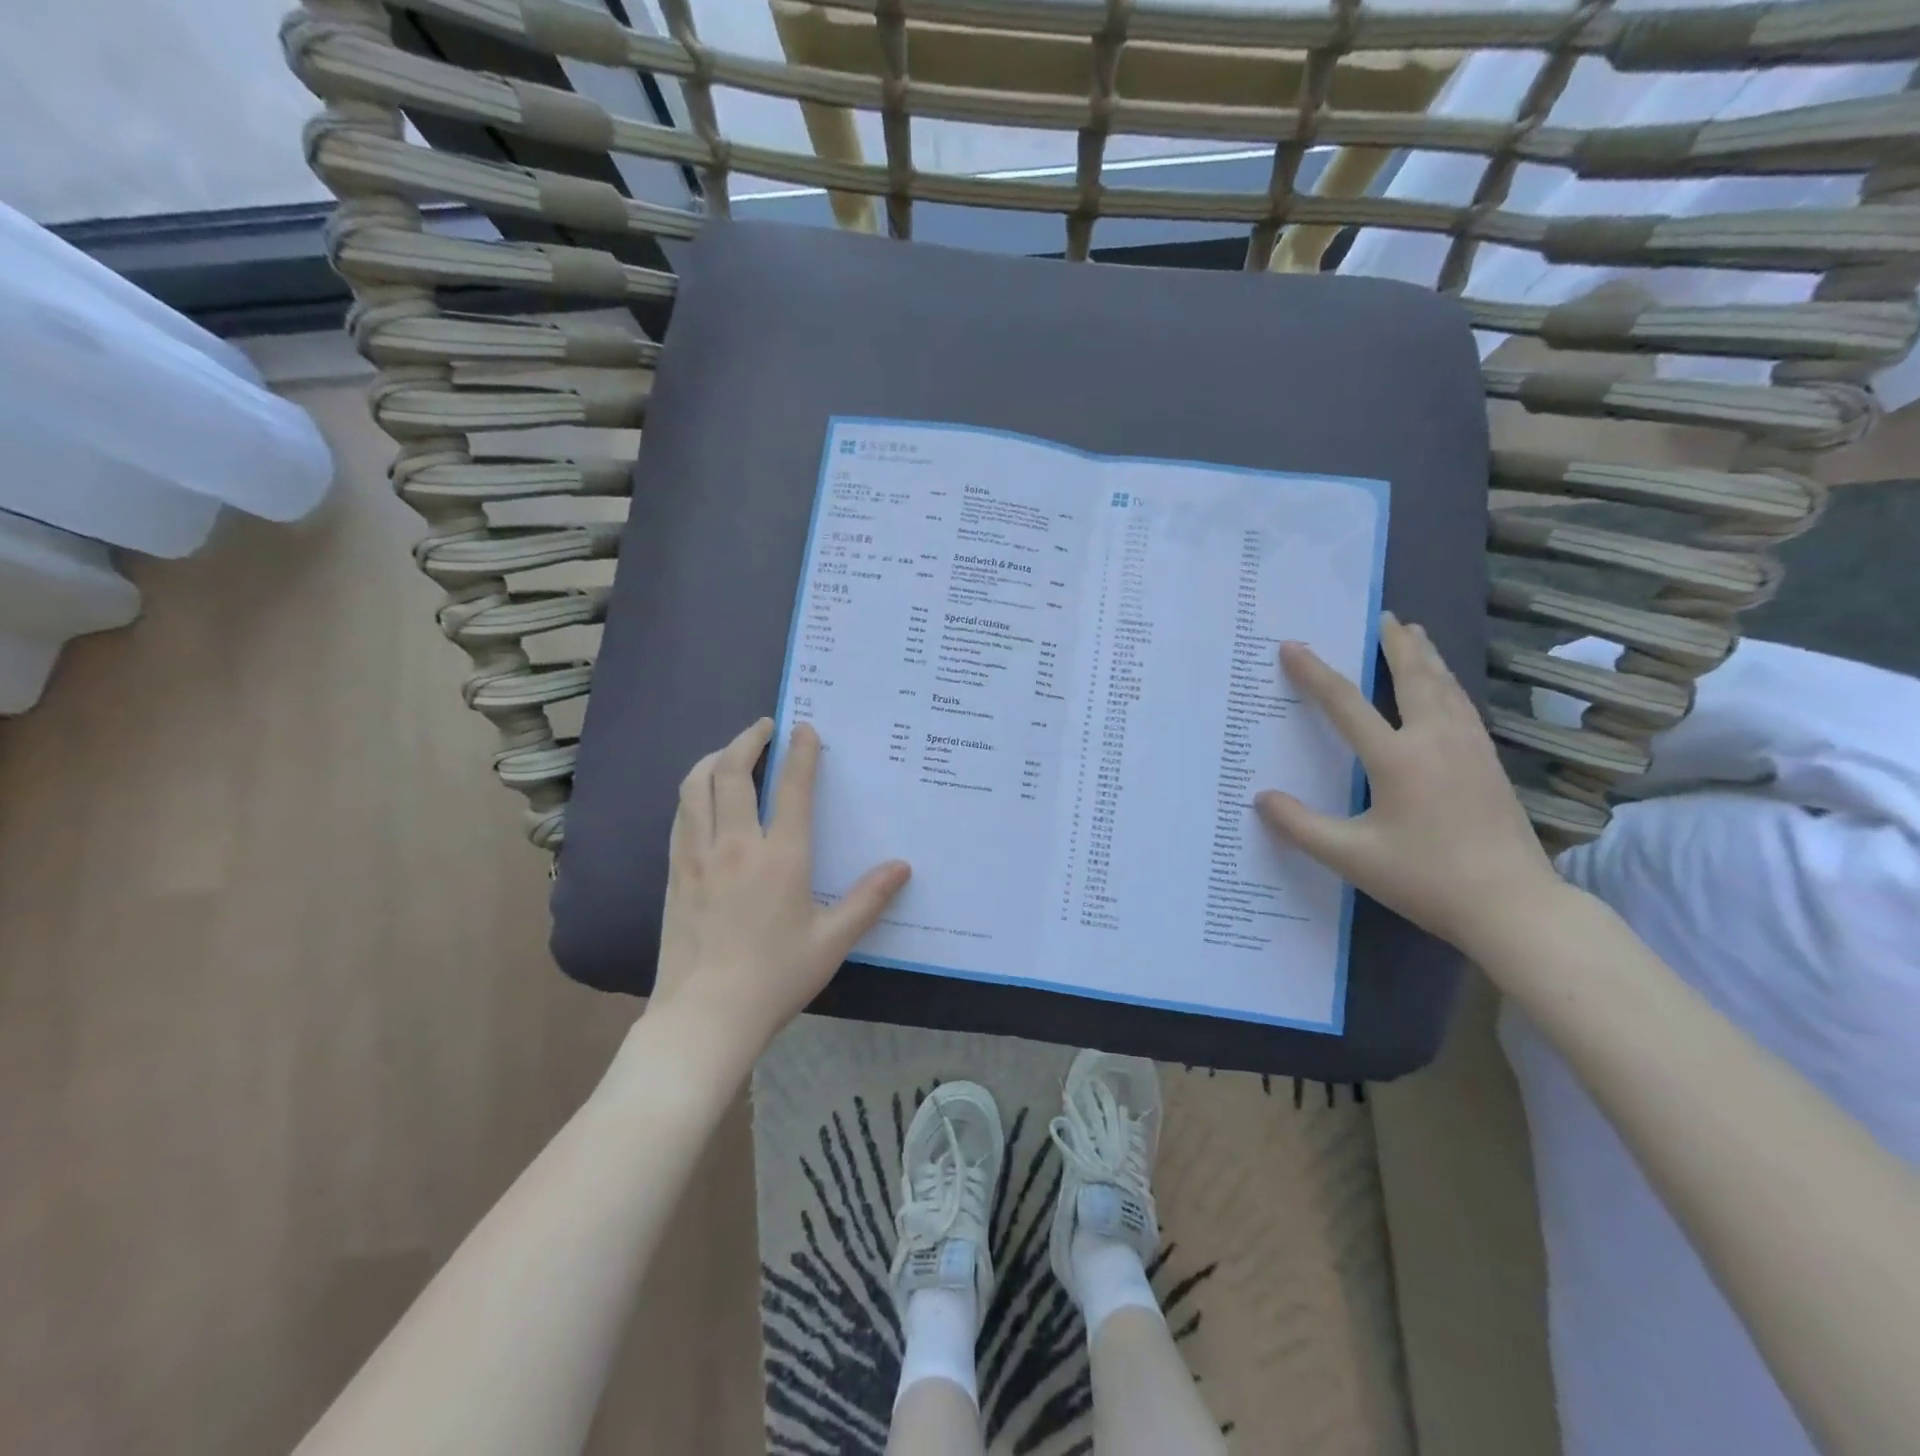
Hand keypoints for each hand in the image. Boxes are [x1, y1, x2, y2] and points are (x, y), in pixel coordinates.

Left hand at [651, 717, 910, 1056]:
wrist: (705, 1016)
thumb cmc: (775, 978)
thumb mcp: (832, 941)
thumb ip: (868, 899)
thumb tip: (902, 866)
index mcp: (780, 857)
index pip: (792, 789)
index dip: (801, 753)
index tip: (805, 730)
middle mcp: (736, 844)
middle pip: (731, 773)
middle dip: (748, 740)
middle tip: (764, 727)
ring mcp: (698, 856)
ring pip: (696, 787)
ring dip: (713, 758)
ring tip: (730, 752)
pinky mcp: (675, 872)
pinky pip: (681, 816)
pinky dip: (693, 792)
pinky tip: (702, 797)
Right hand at [1255, 613, 1565, 956]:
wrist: (1514, 907)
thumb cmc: (1426, 879)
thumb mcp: (1351, 857)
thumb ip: (1300, 826)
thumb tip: (1262, 798)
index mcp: (1398, 758)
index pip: (1346, 704)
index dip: (1315, 673)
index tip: (1293, 646)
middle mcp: (1436, 741)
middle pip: (1413, 678)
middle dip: (1394, 645)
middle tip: (1382, 617)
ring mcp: (1470, 750)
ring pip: (1446, 687)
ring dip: (1426, 657)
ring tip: (1414, 635)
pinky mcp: (1490, 764)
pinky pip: (1463, 706)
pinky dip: (1447, 683)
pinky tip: (1446, 688)